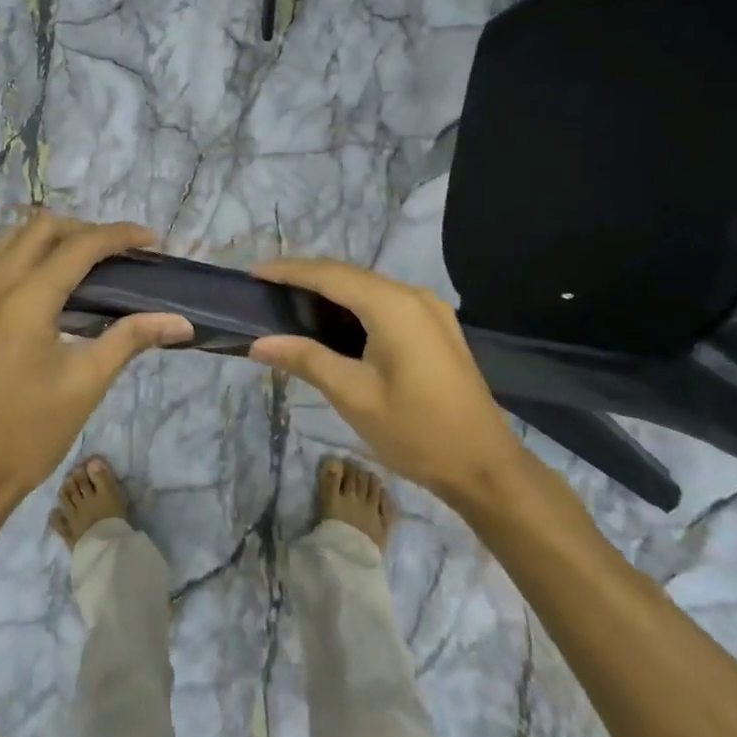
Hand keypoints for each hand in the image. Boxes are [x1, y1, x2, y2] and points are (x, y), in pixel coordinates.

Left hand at [0, 213, 192, 511]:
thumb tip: (181, 321)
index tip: (153, 242)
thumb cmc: (29, 432)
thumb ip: (132, 338)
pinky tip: (53, 287)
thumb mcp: (87, 383)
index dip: (120, 236)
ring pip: (13, 240)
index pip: (79, 246)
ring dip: (53, 239)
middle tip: (121, 253)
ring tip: (90, 263)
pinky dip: (29, 257)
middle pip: (41, 229)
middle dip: (85, 230)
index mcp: (26, 299)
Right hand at [248, 258, 523, 499]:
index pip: (329, 274)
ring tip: (288, 304)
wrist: (484, 465)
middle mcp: (413, 295)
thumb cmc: (416, 431)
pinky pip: (384, 303)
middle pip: (348, 275)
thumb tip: (259, 342)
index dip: (288, 271)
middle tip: (264, 292)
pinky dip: (353, 306)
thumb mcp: (353, 395)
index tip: (252, 275)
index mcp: (393, 305)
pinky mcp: (435, 327)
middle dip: (305, 277)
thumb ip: (306, 359)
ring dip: (329, 291)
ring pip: (367, 288)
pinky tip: (331, 323)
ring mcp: (429, 310)